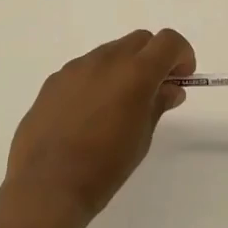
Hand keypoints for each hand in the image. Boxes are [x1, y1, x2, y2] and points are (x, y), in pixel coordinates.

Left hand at [4, 29, 194, 225]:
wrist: (46, 186)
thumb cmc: (104, 167)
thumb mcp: (142, 138)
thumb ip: (158, 104)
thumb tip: (170, 88)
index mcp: (134, 73)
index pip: (168, 41)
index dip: (181, 55)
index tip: (181, 78)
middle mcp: (105, 60)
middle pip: (139, 40)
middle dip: (153, 58)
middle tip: (154, 91)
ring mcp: (75, 68)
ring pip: (110, 52)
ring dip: (124, 68)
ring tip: (119, 106)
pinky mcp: (54, 81)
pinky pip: (84, 69)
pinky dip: (97, 80)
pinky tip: (89, 114)